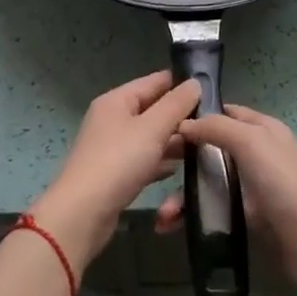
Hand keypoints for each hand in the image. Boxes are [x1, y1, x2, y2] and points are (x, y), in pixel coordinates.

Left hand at [30, 72, 198, 272]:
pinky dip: (161, 162)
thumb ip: (176, 104)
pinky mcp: (116, 173)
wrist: (83, 214)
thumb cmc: (118, 162)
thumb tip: (195, 82)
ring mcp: (113, 147)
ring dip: (174, 141)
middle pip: (153, 110)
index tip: (212, 90)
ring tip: (205, 145)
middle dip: (181, 116)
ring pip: (151, 137)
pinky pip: (144, 160)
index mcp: (117, 100)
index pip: (155, 81)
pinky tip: (180, 170)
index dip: (181, 83)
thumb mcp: (152, 128)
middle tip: (213, 123)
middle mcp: (113, 119)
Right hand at [155, 105, 296, 295]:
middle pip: (212, 149)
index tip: (164, 125)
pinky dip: (195, 217)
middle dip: (183, 162)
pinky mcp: (250, 219)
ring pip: (210, 183)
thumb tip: (184, 124)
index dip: (197, 115)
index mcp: (263, 129)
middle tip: (154, 171)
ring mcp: (254, 188)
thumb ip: (217, 128)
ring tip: (163, 218)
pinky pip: (215, 210)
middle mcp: (258, 154)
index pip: (225, 112)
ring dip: (184, 196)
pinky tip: (174, 228)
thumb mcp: (251, 142)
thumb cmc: (284, 184)